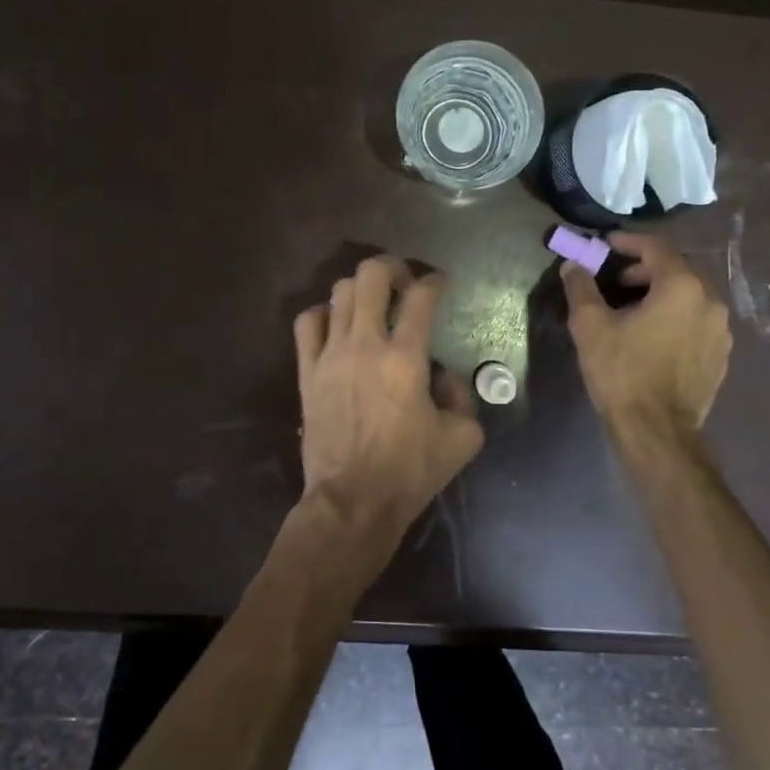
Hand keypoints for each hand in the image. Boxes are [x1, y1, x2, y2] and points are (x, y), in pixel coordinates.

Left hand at [292, 257, 484, 562]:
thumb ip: (463, 397)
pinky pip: (306, 324)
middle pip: (371, 276)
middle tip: (403, 284)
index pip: (422, 296)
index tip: (441, 284)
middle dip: (392, 268)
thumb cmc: (409, 471)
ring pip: (338, 293)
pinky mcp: (307, 372)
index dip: (435, 281)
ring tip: (372, 304)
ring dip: (360, 290)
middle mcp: (366, 345)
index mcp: (406, 358)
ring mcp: (330, 356)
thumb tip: (444, 377)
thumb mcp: (462, 438)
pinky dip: (322, 314)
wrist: (352, 501)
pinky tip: (335, 325)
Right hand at [562, 232, 731, 431]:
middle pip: (678, 270)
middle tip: (617, 280)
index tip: (606, 244)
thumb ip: (581, 289)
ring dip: (662, 293)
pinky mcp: (721, 355)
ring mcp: (721, 330)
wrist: (657, 431)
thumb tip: (572, 265)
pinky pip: (698, 321)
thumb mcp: (591, 328)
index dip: (629, 242)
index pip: (656, 248)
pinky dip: (677, 317)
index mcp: (682, 287)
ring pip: (690, 296)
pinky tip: (655, 336)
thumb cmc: (623, 373)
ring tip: (634, 309)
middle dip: (646, 269)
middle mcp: (710, 301)